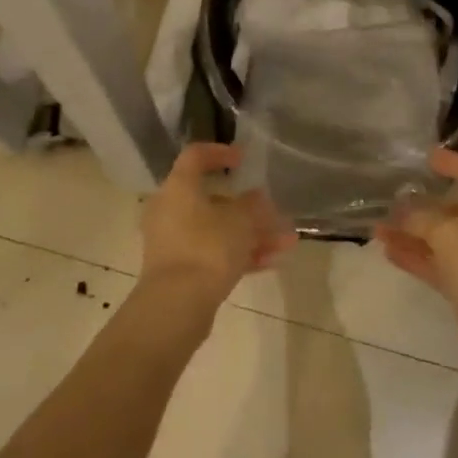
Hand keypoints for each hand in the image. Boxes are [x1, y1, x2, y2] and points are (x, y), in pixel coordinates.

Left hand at [137, 143, 294, 321]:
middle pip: (212, 199)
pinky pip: (212, 253)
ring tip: (286, 242)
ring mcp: (173, 241)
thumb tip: (257, 197)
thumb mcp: (240, 222)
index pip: (195, 156)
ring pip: (217, 230)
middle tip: (275, 212)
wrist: (176, 305)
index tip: (244, 159)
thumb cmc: (208, 248)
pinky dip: (239, 254)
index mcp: (179, 187)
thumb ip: (253, 205)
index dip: (220, 152)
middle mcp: (170, 209)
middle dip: (249, 208)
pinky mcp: (179, 269)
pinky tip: (271, 263)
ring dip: (251, 234)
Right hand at [379, 148, 457, 364]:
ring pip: (445, 243)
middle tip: (390, 202)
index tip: (427, 158)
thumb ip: (422, 215)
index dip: (456, 165)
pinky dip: (417, 258)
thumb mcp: (449, 233)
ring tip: (377, 229)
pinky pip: (441, 268)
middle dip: (423, 207)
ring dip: (413, 234)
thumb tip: (403, 208)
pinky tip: (389, 252)